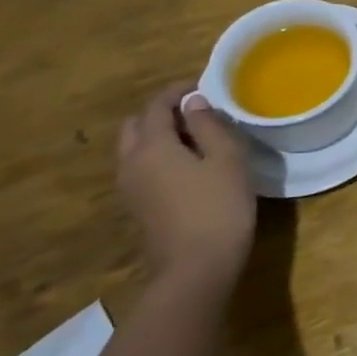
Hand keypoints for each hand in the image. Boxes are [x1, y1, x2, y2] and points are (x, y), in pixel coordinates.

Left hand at [115, 84, 256, 293]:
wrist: (195, 271)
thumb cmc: (218, 208)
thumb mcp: (226, 159)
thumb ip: (209, 126)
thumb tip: (194, 103)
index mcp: (151, 147)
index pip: (156, 105)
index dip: (177, 90)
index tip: (204, 85)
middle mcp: (131, 163)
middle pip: (135, 125)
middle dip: (161, 112)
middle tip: (196, 111)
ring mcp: (130, 189)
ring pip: (134, 149)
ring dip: (158, 135)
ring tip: (195, 137)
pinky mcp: (137, 208)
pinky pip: (140, 169)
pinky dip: (157, 156)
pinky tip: (188, 165)